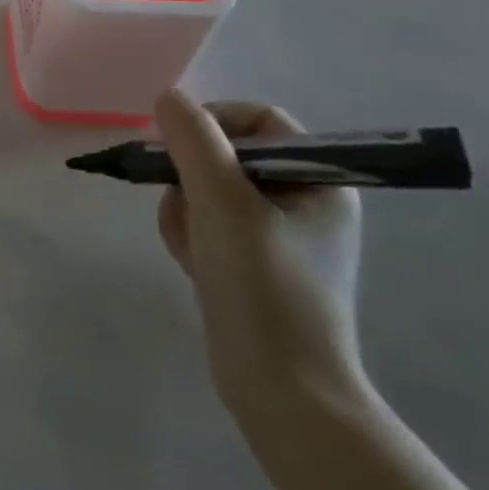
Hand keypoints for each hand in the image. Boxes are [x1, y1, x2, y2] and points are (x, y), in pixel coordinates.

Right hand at [153, 89, 366, 445]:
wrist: (282, 392)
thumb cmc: (263, 288)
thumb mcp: (223, 203)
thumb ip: (194, 141)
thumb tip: (168, 97)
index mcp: (320, 181)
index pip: (259, 121)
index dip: (213, 122)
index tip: (177, 147)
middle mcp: (305, 201)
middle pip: (225, 155)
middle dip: (191, 178)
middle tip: (186, 208)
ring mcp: (278, 235)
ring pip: (207, 190)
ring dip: (185, 210)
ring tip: (192, 248)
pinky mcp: (253, 263)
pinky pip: (207, 223)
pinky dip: (190, 235)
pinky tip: (193, 265)